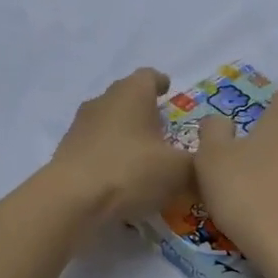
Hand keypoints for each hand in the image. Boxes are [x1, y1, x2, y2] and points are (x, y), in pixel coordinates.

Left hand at [51, 68, 192, 225]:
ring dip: (125, 135)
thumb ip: (199, 163)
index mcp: (132, 93)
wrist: (71, 200)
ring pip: (109, 123)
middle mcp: (103, 101)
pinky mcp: (66, 152)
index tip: (169, 92)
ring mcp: (80, 126)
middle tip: (163, 129)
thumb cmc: (130, 171)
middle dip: (144, 111)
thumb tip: (210, 163)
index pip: (149, 76)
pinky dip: (109, 157)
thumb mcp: (179, 171)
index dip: (161, 83)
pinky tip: (120, 179)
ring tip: (143, 157)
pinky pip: (95, 148)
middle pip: (126, 97)